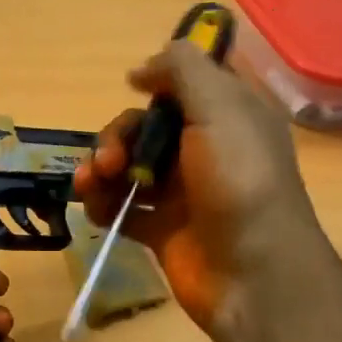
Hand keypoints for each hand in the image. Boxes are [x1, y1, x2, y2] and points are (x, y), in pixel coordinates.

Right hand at [73, 41, 316, 339]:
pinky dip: (103, 205)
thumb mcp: (219, 108)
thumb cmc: (239, 181)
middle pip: (145, 127)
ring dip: (101, 169)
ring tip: (90, 185)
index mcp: (228, 116)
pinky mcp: (162, 230)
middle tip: (109, 160)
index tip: (134, 85)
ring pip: (128, 167)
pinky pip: (122, 208)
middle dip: (118, 136)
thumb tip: (140, 69)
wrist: (252, 273)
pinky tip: (96, 209)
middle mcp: (205, 150)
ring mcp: (181, 193)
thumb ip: (182, 71)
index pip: (188, 85)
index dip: (159, 80)